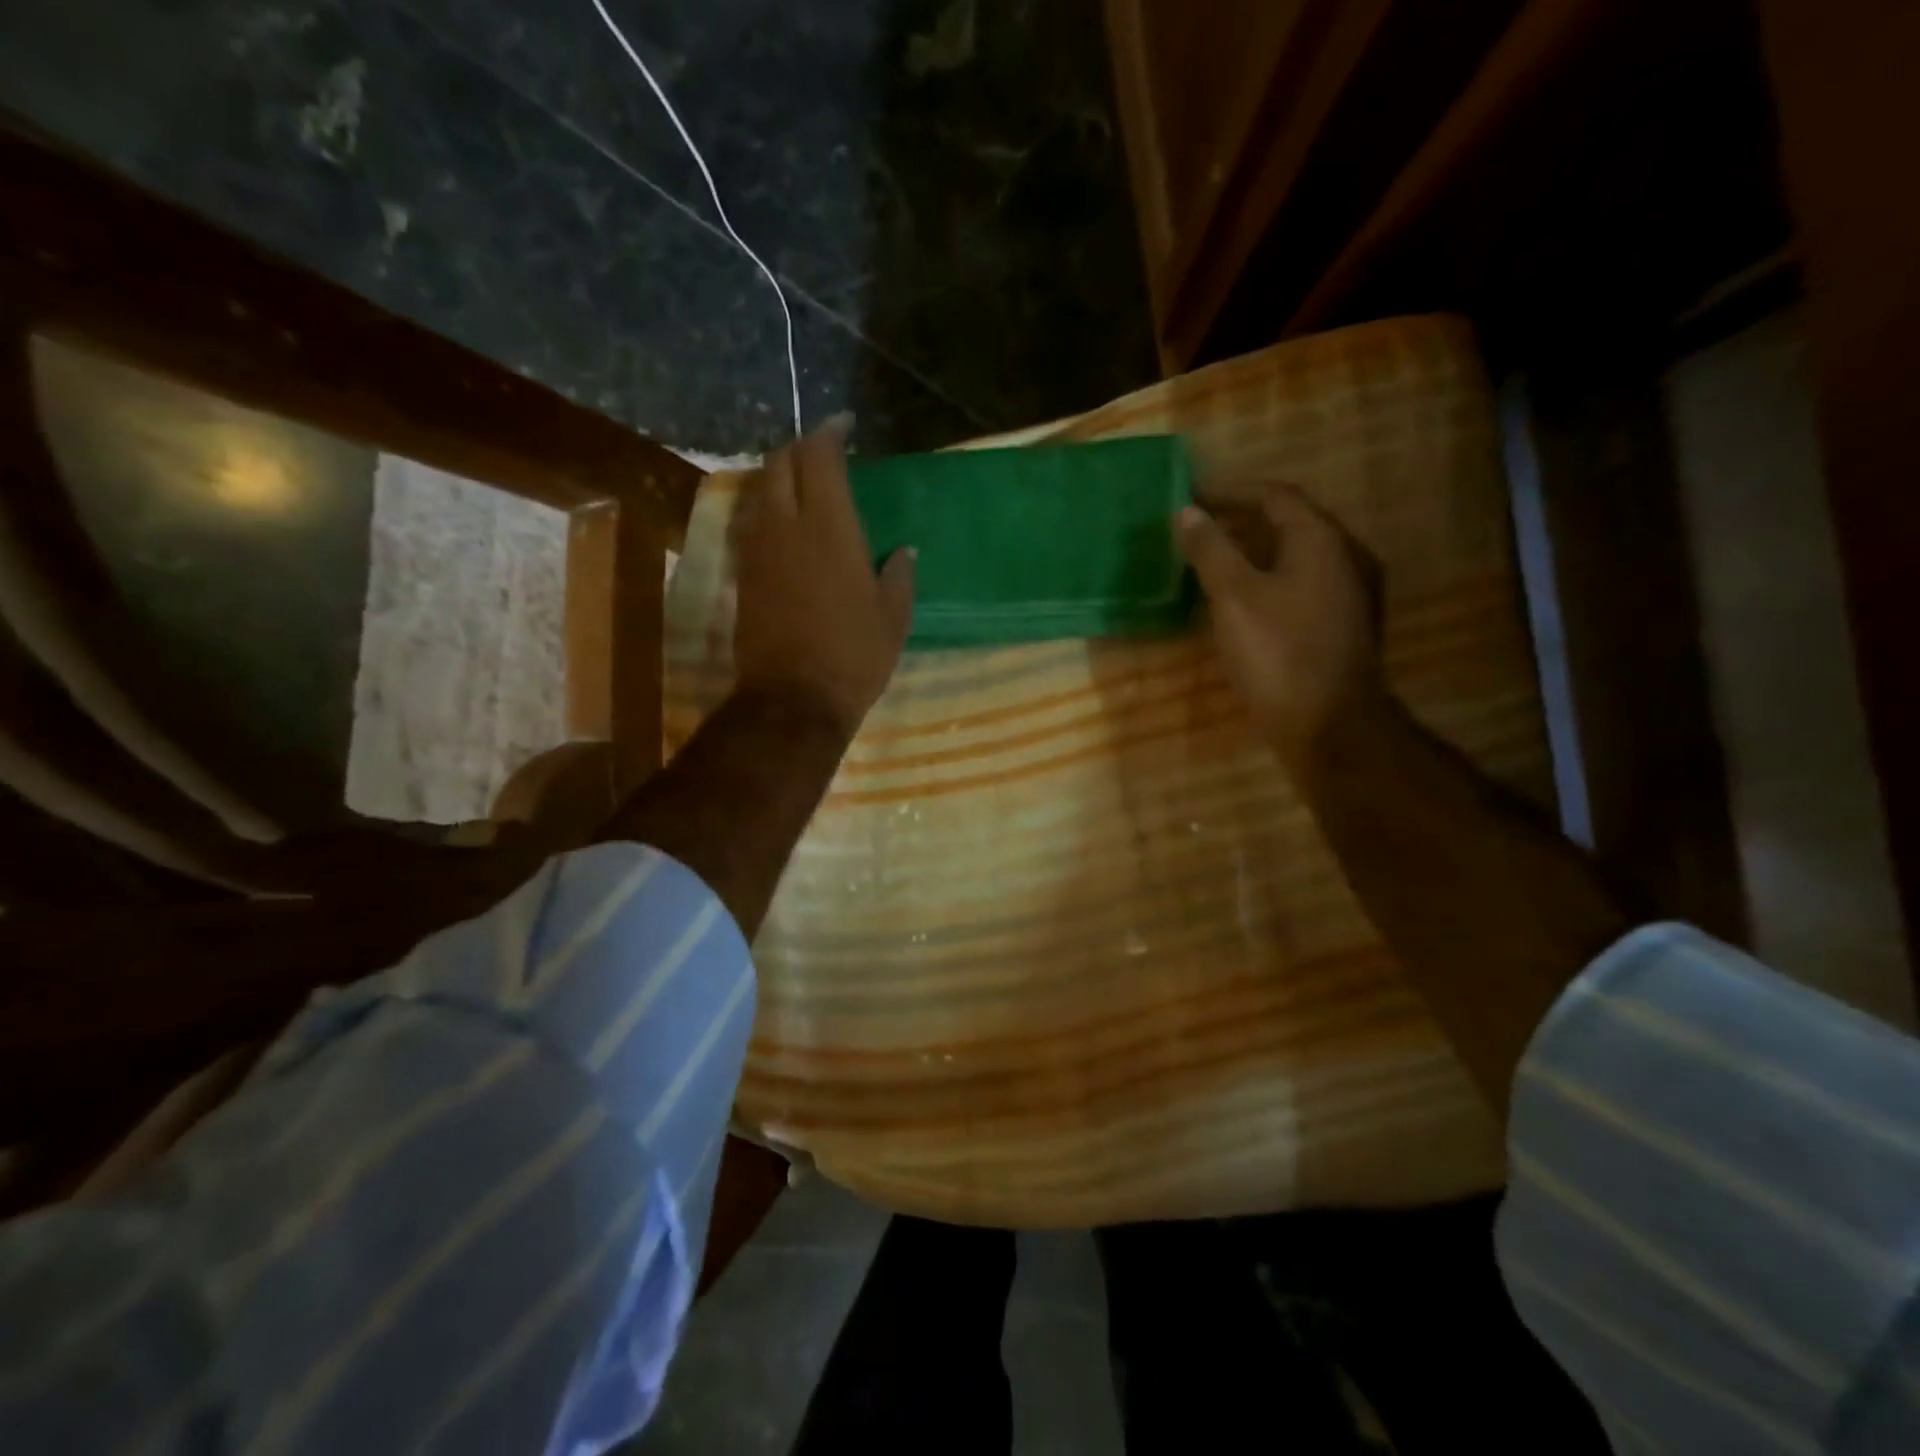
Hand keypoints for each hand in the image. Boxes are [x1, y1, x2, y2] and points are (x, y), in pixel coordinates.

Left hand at [731, 416, 915, 736]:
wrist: (793, 699)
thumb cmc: (854, 656)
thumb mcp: (893, 618)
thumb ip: (899, 576)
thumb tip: (903, 551)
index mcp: (829, 527)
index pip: (819, 456)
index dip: (829, 432)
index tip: (844, 426)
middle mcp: (785, 526)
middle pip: (780, 463)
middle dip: (800, 447)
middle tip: (824, 454)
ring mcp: (758, 550)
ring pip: (760, 491)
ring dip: (780, 478)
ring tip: (805, 487)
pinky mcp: (744, 575)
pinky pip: (752, 524)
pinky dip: (768, 511)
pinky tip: (787, 527)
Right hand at [1174, 483, 1382, 770]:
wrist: (1330, 724)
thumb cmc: (1277, 653)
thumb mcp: (1233, 597)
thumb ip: (1210, 550)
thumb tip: (1187, 512)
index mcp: (1320, 540)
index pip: (1274, 495)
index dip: (1231, 492)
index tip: (1192, 497)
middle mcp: (1344, 556)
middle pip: (1289, 523)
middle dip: (1241, 521)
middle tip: (1198, 530)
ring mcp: (1350, 593)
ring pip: (1296, 557)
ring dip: (1255, 552)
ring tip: (1213, 562)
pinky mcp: (1343, 625)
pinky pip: (1303, 585)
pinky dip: (1270, 580)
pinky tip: (1244, 601)